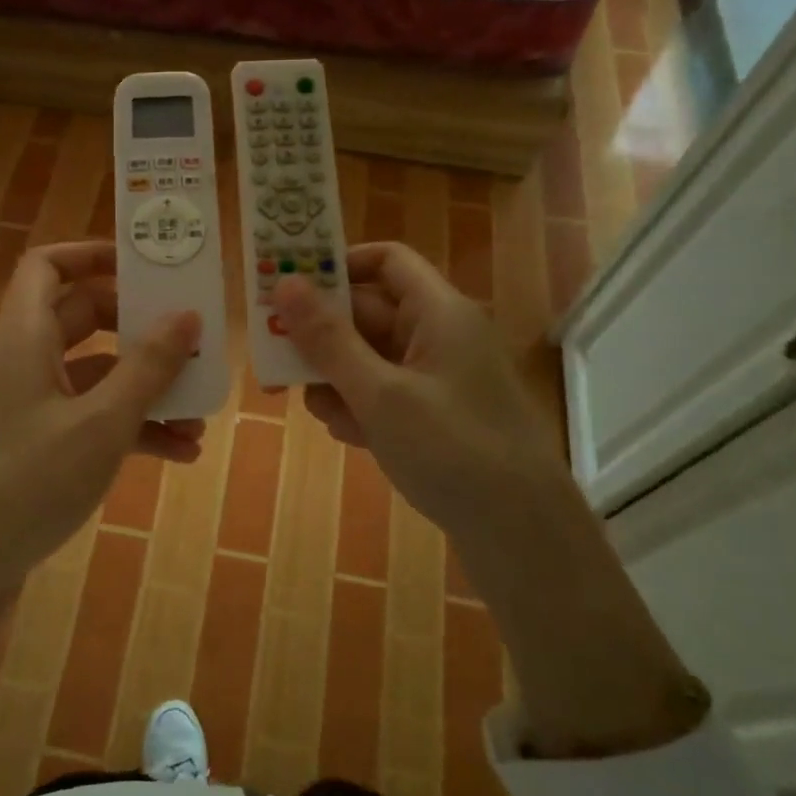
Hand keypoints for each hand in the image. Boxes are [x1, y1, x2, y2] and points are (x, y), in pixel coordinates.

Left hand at [0, 242, 200, 600]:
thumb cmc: (26, 484)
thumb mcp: (100, 424)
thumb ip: (147, 368)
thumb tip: (187, 315)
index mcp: (24, 339)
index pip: (46, 266)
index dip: (91, 254)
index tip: (145, 267)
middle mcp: (22, 364)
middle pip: (82, 319)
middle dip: (139, 330)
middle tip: (188, 341)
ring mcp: (27, 409)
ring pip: (93, 376)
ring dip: (144, 389)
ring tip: (198, 415)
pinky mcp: (35, 448)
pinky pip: (88, 420)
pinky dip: (129, 428)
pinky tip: (178, 455)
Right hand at [272, 242, 565, 535]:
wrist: (521, 534)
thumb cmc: (451, 450)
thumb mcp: (379, 393)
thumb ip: (327, 339)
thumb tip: (285, 281)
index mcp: (438, 312)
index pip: (386, 261)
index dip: (338, 265)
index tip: (290, 287)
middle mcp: (439, 336)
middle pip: (368, 312)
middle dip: (322, 335)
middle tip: (275, 357)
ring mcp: (437, 378)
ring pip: (368, 357)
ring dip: (335, 377)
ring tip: (317, 409)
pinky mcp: (434, 415)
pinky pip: (383, 392)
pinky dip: (359, 406)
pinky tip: (348, 435)